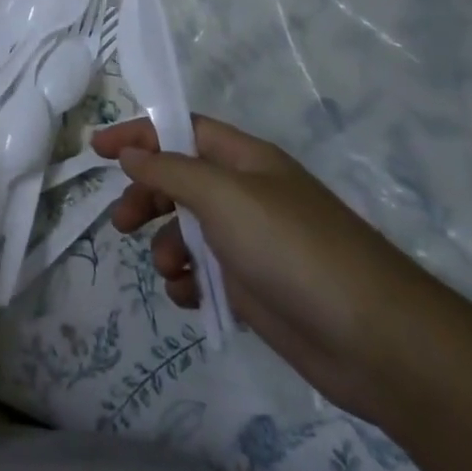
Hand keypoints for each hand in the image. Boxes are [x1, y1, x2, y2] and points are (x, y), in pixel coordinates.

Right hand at [93, 115, 445, 421]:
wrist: (374, 340)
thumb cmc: (292, 248)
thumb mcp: (223, 195)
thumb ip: (170, 170)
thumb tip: (131, 153)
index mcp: (244, 160)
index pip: (181, 130)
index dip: (139, 134)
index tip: (97, 150)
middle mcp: (246, 195)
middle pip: (178, 180)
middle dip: (146, 197)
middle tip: (122, 221)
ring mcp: (251, 243)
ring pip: (187, 230)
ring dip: (167, 245)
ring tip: (171, 270)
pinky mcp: (254, 288)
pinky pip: (204, 273)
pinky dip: (189, 282)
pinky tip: (191, 296)